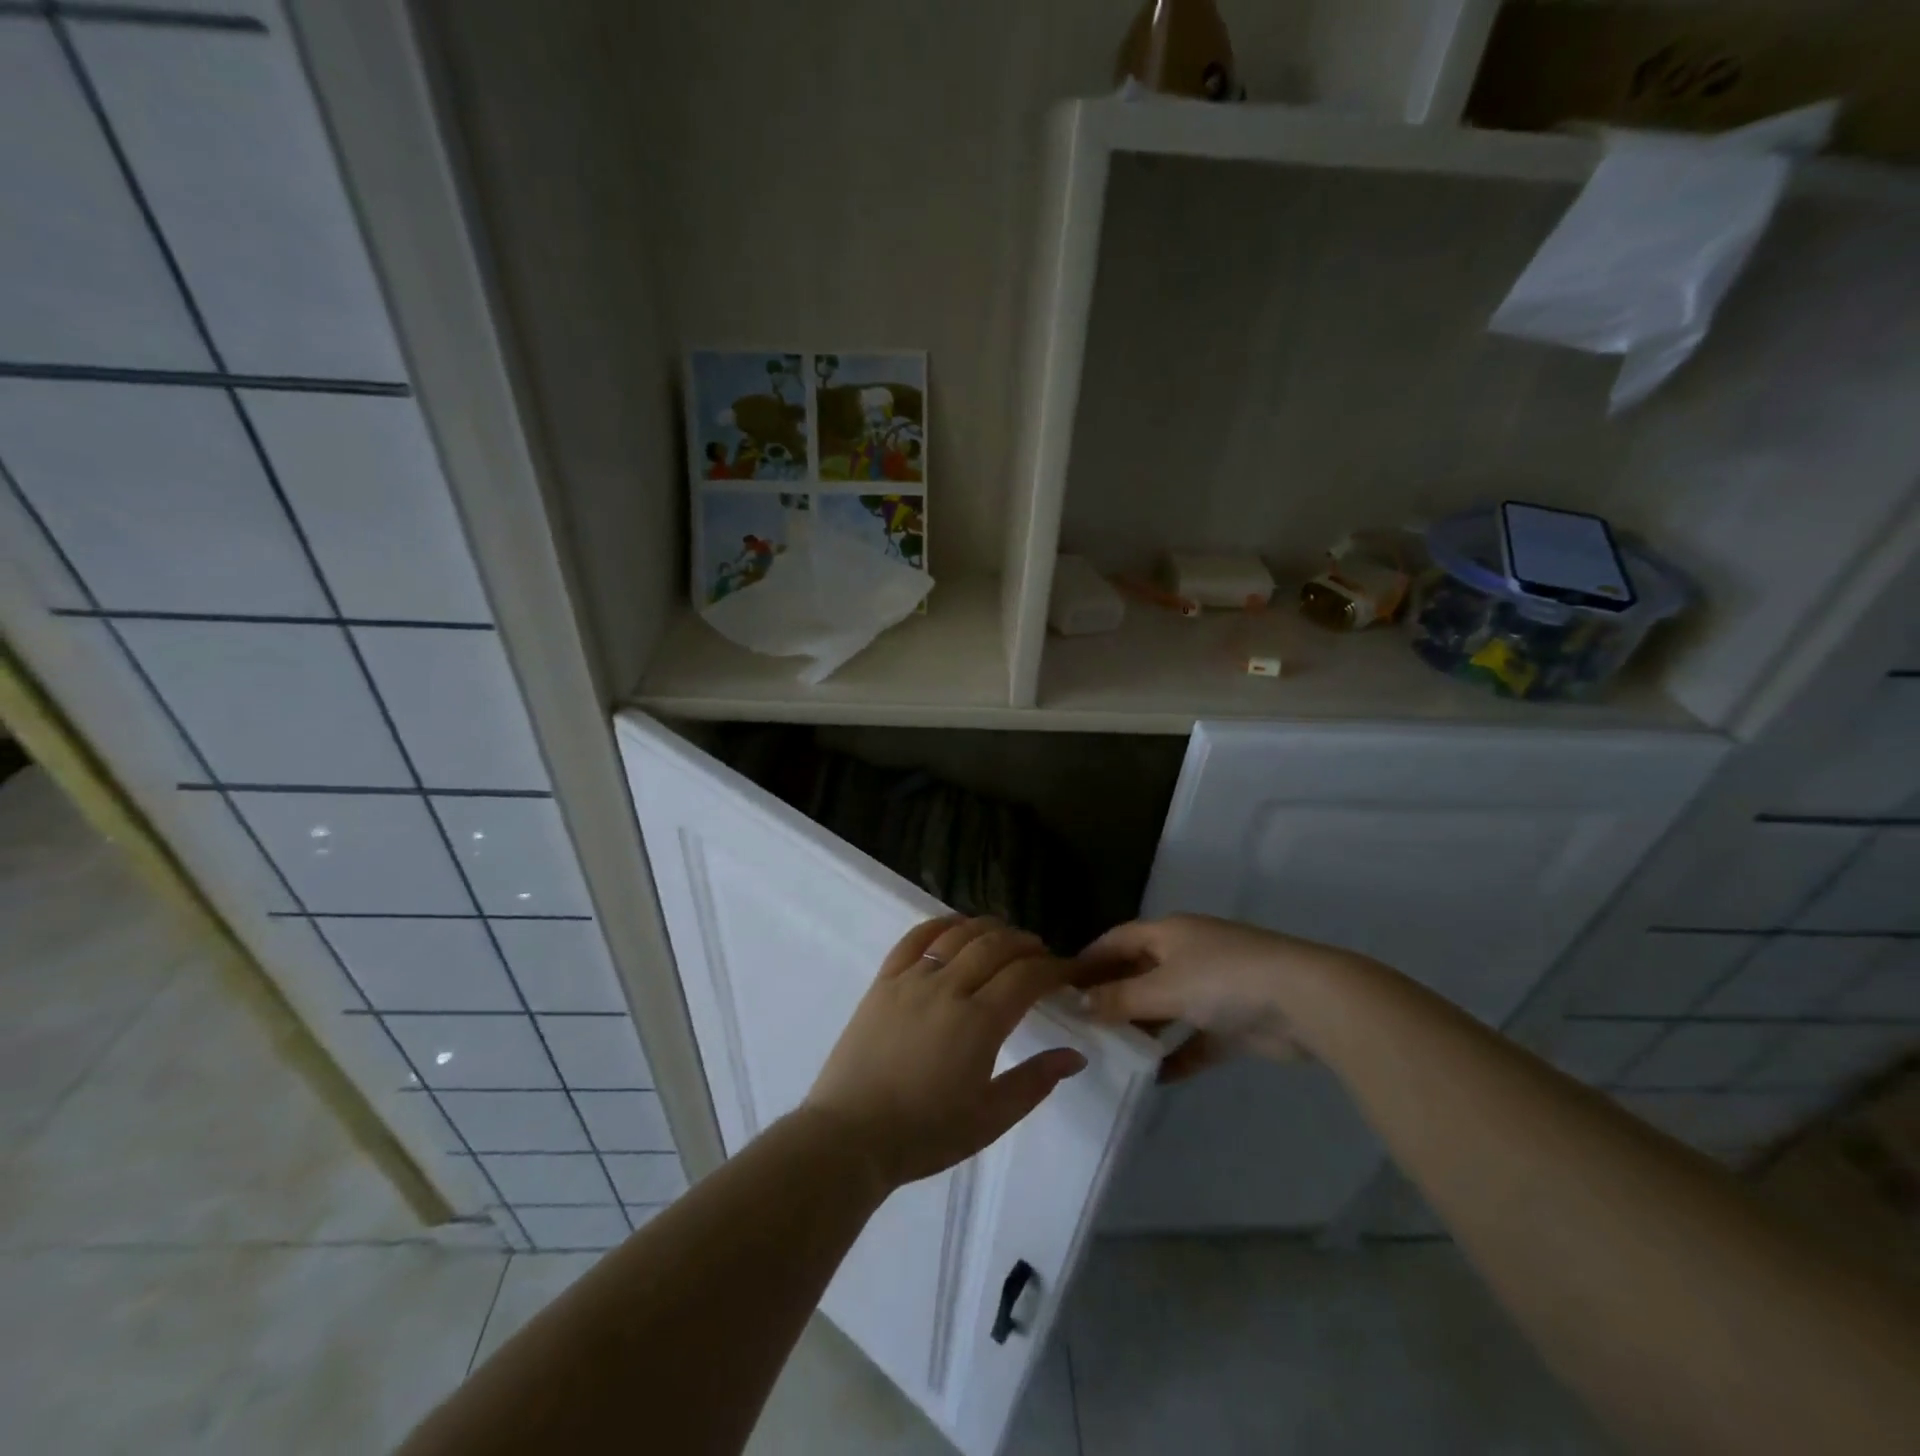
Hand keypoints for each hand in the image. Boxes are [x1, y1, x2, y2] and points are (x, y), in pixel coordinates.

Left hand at [804, 916, 1087, 1190]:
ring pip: (958, 935)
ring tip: (1005, 935)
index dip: (1054, 968)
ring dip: (988, 928)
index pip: (1026, 977)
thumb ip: (1035, 1082)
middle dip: (1025, 943)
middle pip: (995, 946)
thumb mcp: (990, 1118)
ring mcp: (912, 980)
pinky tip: (954, 925)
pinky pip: (913, 938)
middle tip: (1041, 952)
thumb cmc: (925, 1134)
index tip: (1069, 971)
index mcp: (979, 1022)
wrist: (850, 1136)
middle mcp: (948, 988)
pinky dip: (939, 924)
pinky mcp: (883, 981)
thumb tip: (1076, 1055)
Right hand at [1077, 914, 1364, 1081]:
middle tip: (1079, 1025)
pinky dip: (1176, 1055)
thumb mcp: (1164, 987)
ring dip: (1141, 1028)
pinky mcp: (1232, 1023)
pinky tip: (1153, 1078)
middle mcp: (1187, 955)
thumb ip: (1120, 998)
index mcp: (1168, 933)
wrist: (1305, 1002)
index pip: (1117, 940)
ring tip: (1108, 1052)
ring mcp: (1212, 989)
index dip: (1089, 959)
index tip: (1060, 985)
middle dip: (1111, 996)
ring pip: (1165, 1007)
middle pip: (1139, 973)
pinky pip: (1194, 1039)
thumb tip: (1080, 1005)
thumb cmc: (1223, 979)